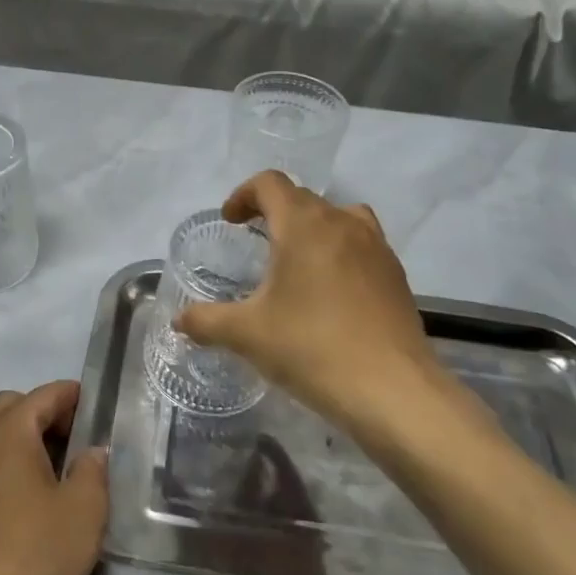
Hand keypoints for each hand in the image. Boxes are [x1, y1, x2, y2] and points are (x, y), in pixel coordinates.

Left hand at [0, 381, 108, 574]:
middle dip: (38, 413)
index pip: (44, 396)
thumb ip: (93, 469)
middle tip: (68, 442)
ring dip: (3, 436)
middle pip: (8, 406)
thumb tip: (90, 452)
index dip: (70, 397)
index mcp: (12, 431)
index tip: (92, 409)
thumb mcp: (87, 509)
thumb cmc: (40, 555)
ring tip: (29, 464)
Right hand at [175, 172, 487, 443]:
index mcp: (303, 224)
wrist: (393, 391)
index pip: (270, 184)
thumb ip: (206, 321)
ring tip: (297, 260)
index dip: (244, 194)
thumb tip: (178, 321)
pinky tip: (331, 294)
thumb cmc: (311, 348)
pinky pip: (362, 245)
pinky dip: (340, 252)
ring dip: (313, 227)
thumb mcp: (246, 335)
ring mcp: (376, 247)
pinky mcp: (397, 275)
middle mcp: (342, 223)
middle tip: (255, 243)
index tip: (231, 221)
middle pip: (303, 198)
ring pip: (339, 217)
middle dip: (274, 212)